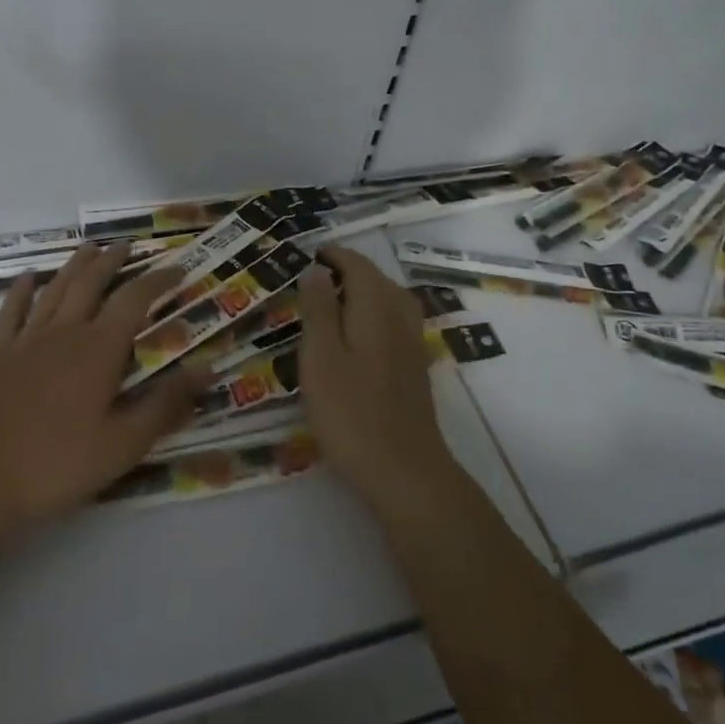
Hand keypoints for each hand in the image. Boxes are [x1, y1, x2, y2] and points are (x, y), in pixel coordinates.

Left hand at [0, 243, 210, 532]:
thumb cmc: (57, 463)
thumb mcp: (123, 444)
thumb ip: (166, 404)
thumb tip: (208, 370)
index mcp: (99, 349)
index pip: (135, 300)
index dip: (158, 280)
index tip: (178, 268)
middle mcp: (64, 332)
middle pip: (91, 283)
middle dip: (112, 261)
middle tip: (127, 245)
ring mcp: (26, 340)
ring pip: (55, 290)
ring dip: (74, 266)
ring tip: (89, 249)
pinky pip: (11, 310)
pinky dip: (22, 289)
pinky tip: (29, 277)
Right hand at [296, 245, 456, 507]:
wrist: (404, 469)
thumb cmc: (351, 412)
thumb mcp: (321, 357)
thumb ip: (318, 309)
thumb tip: (316, 269)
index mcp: (376, 307)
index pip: (357, 265)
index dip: (334, 255)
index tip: (310, 254)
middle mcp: (400, 317)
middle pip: (377, 279)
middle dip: (348, 270)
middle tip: (315, 276)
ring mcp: (412, 343)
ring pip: (390, 300)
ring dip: (364, 291)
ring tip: (335, 300)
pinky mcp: (415, 368)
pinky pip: (395, 322)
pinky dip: (374, 314)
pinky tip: (359, 336)